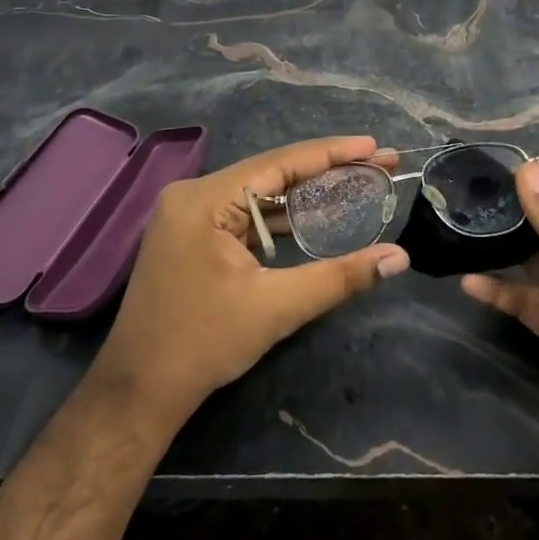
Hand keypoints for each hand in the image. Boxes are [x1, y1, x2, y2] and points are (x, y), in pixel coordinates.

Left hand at [92, 136, 409, 426]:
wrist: (138, 392)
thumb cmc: (203, 344)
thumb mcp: (277, 307)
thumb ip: (341, 276)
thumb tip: (400, 258)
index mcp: (205, 199)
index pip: (280, 163)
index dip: (332, 153)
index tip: (374, 147)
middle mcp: (193, 194)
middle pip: (271, 172)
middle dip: (325, 170)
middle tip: (377, 164)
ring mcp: (188, 214)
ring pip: (259, 192)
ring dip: (304, 194)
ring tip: (355, 184)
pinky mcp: (191, 235)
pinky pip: (245, 213)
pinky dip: (279, 216)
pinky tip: (313, 217)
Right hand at [461, 162, 538, 518]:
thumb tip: (527, 169)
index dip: (534, 186)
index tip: (486, 176)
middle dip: (510, 217)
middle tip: (461, 204)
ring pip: (530, 260)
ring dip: (500, 251)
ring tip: (459, 235)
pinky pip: (522, 300)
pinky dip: (497, 291)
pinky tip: (469, 283)